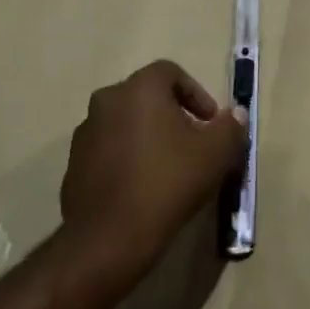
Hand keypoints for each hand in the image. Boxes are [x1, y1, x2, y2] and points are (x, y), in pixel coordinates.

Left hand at [60, 60, 248, 286]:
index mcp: (139, 89)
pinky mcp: (74, 163)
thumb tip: (235, 115)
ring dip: (148, 136)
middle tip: (193, 144)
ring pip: (125, 123)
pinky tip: (142, 187)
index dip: (196, 93)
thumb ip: (230, 127)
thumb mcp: (215, 154)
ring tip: (168, 168)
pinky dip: (127, 158)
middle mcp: (107, 101)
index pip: (170, 72)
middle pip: (146, 97)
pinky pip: (108, 150)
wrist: (110, 235)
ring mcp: (85, 132)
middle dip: (173, 115)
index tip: (210, 123)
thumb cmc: (168, 182)